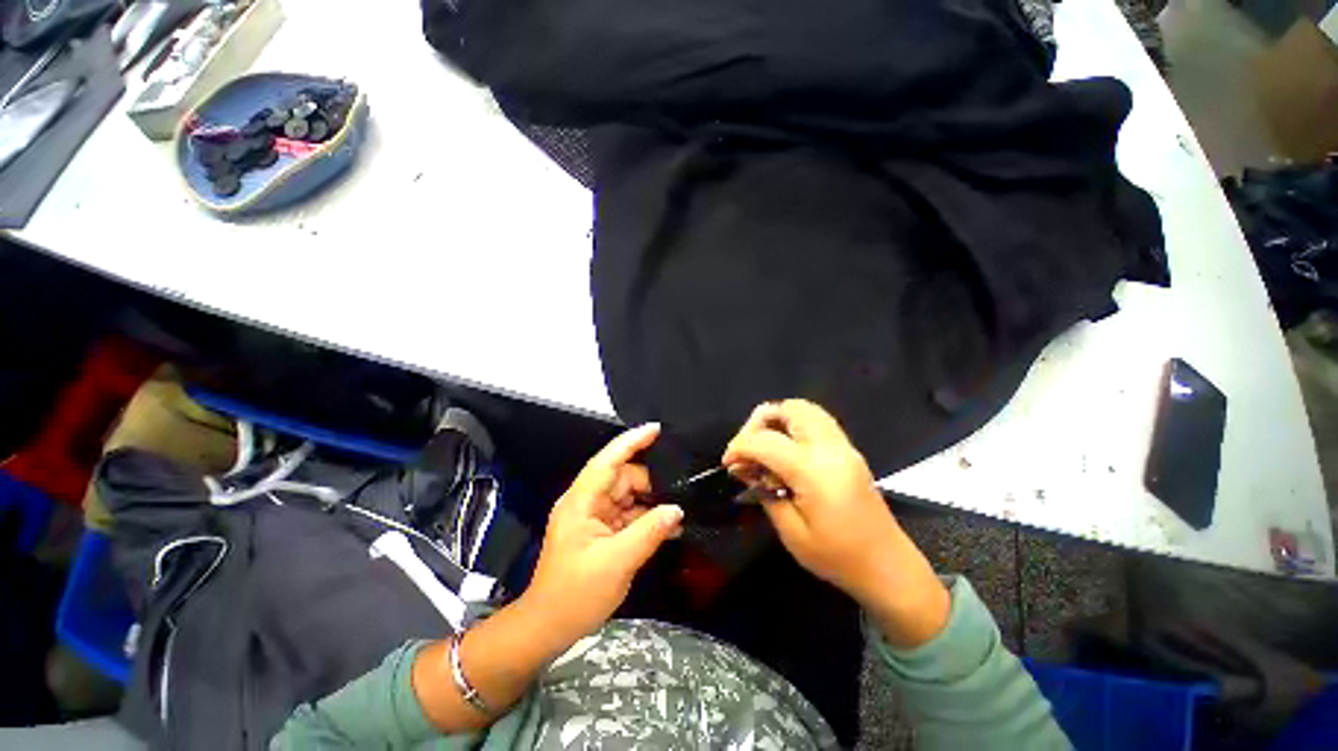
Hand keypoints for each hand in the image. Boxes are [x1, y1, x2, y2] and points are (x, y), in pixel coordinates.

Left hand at [521, 423, 683, 648]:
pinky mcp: (601, 531)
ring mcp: (594, 517)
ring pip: (628, 496)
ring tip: (679, 511)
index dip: (632, 441)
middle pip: (623, 478)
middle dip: (651, 482)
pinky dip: (646, 518)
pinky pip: (628, 514)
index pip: (608, 460)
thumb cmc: (576, 594)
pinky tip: (668, 526)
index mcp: (582, 501)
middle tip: (680, 491)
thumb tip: (677, 509)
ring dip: (651, 502)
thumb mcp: (617, 562)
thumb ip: (649, 531)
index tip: (657, 429)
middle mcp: (587, 502)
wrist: (548, 628)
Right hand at [723, 400, 949, 646]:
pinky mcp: (848, 450)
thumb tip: (745, 467)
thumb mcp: (792, 533)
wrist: (888, 567)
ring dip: (778, 419)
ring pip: (805, 409)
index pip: (766, 441)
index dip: (740, 446)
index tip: (728, 463)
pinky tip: (785, 450)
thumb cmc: (838, 557)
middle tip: (748, 448)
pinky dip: (794, 425)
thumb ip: (765, 492)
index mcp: (815, 471)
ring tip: (764, 445)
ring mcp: (844, 446)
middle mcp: (831, 448)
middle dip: (760, 421)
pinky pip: (817, 420)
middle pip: (790, 408)